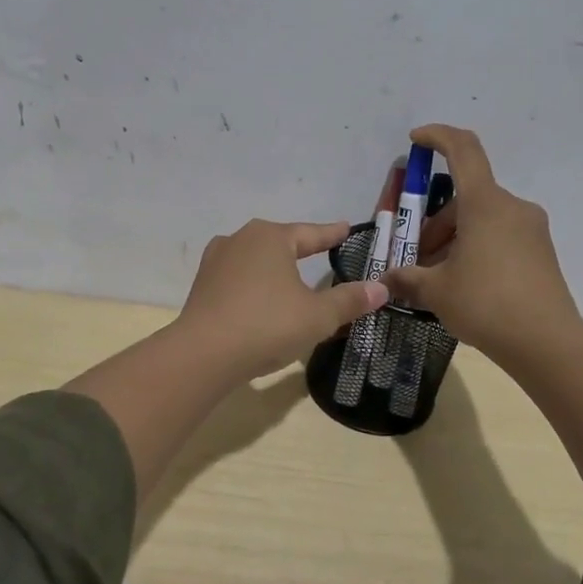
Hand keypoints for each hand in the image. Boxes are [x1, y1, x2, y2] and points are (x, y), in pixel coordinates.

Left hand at [176, 220, 389, 379]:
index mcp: (271, 237)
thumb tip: (381, 288)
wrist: (203, 353)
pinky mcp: (202, 285)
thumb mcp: (318, 316)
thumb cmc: (267, 325)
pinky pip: (238, 278)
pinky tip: (260, 298)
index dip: (332, 234)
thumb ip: (349, 300)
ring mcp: (216, 261)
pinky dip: (254, 285)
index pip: (311, 233)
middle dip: (301, 248)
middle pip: (280, 242)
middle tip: (322, 251)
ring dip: (274, 268)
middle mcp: (241, 239)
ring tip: (290, 276)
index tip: (347, 229)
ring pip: (255, 259)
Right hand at [382, 125, 582, 365]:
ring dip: (453, 239)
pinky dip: (475, 248)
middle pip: (465, 198)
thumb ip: (407, 278)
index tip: (416, 140)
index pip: (463, 150)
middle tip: (415, 257)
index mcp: (485, 204)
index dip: (438, 137)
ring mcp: (531, 230)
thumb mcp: (436, 291)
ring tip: (435, 278)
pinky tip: (462, 283)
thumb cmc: (485, 304)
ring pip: (482, 220)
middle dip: (434, 223)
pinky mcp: (540, 252)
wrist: (547, 343)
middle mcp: (512, 207)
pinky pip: (499, 237)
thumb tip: (386, 280)